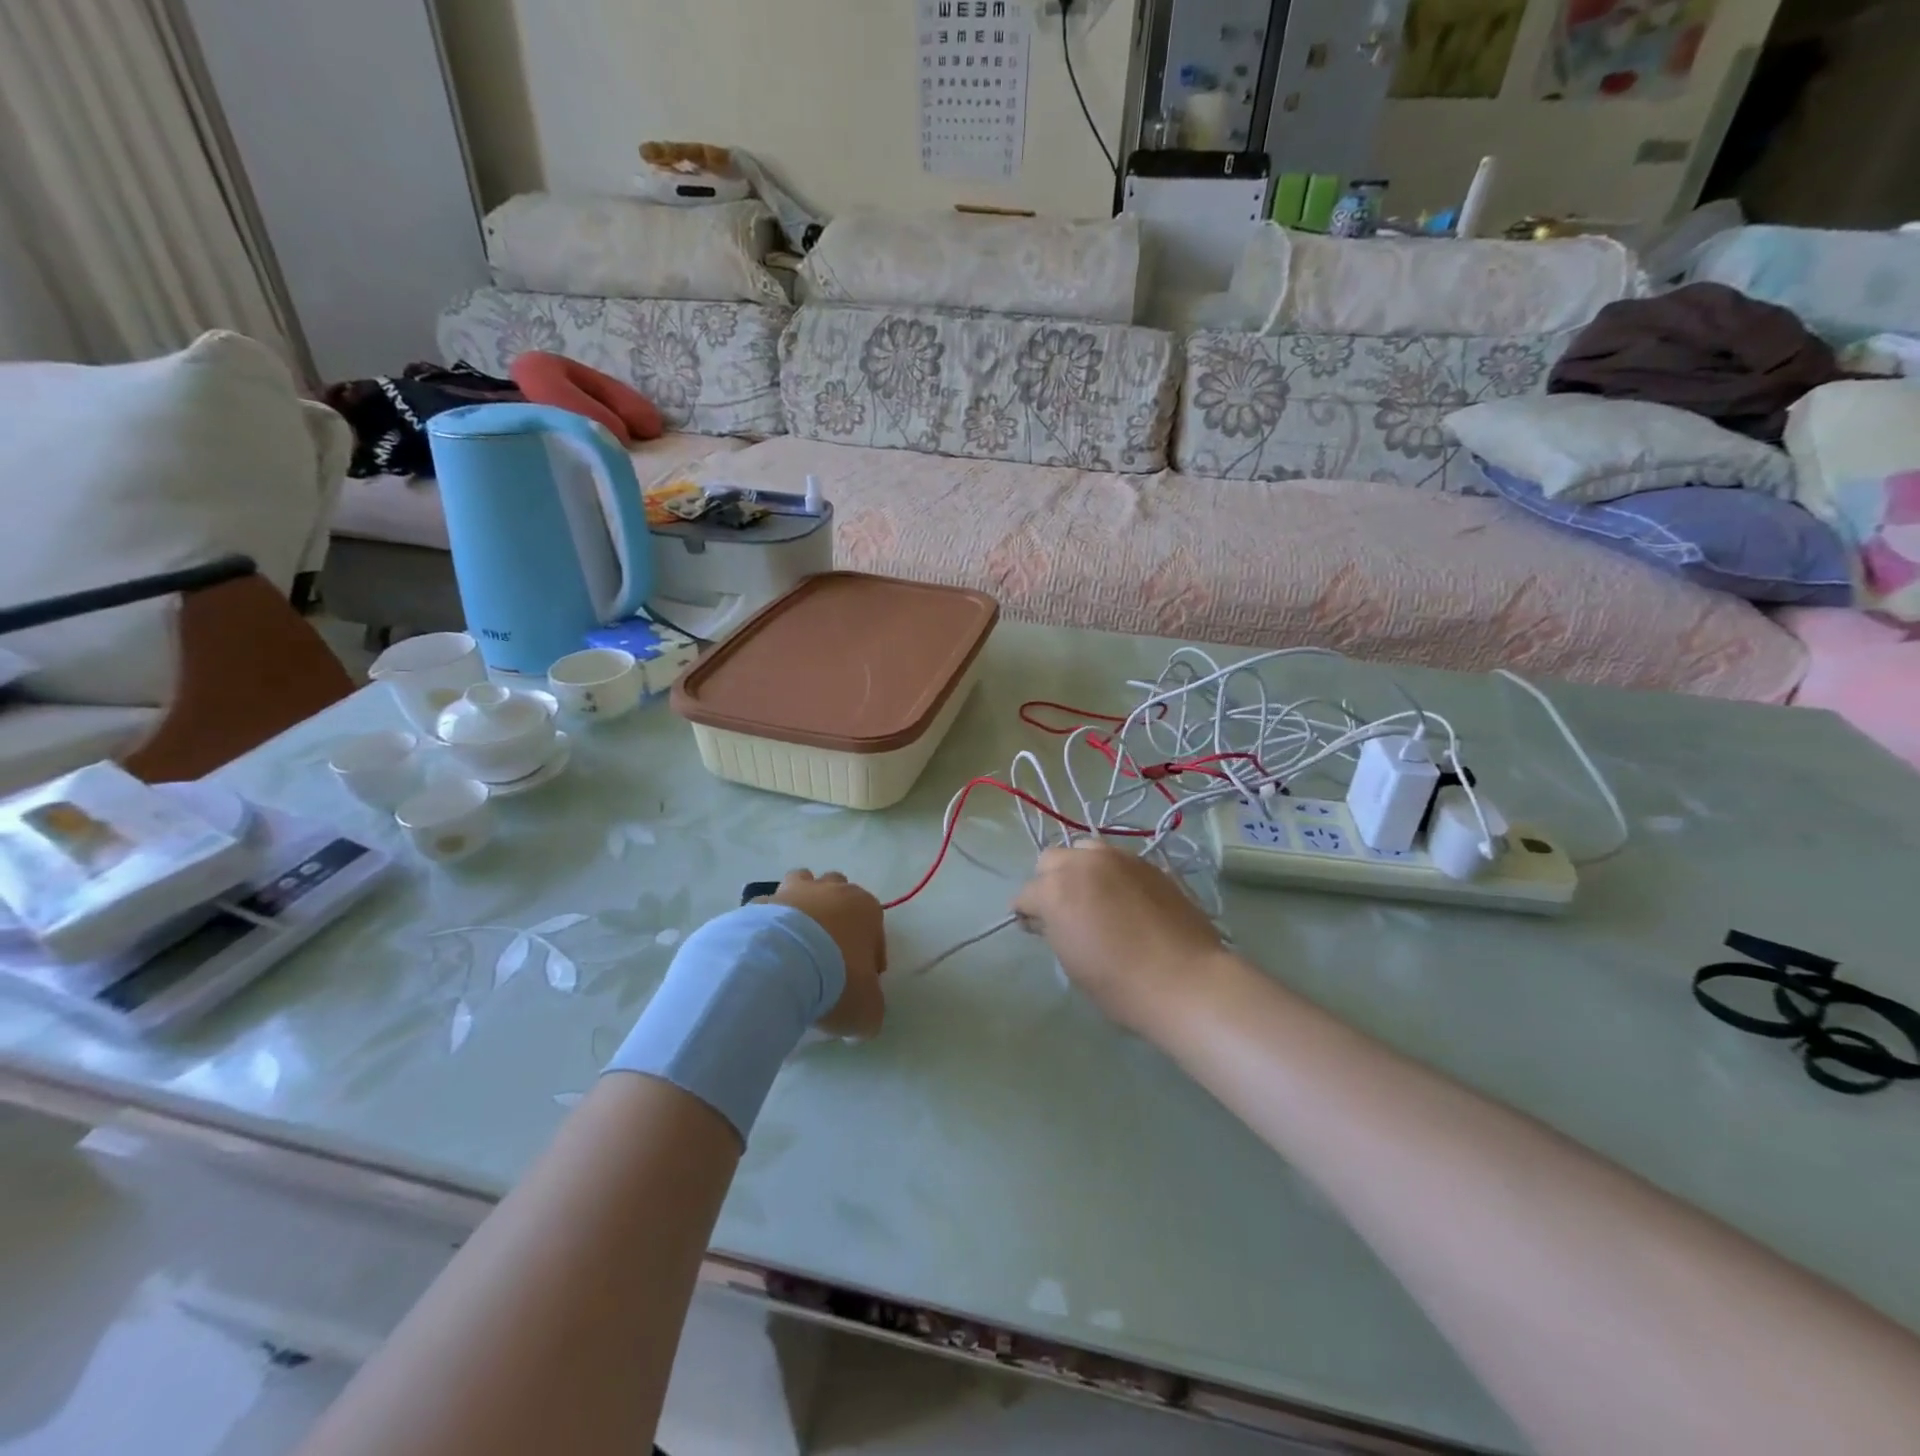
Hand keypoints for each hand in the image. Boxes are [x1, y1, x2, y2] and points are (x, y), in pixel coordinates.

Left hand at [766, 870, 886, 1039]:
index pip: (874, 927)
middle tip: (827, 954)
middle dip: (835, 916)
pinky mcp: (760, 902)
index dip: (869, 955)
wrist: (779, 965)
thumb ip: (870, 1011)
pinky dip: (769, 924)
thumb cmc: (836, 981)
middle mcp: (832, 890)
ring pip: (802, 884)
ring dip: (802, 906)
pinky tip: (765, 952)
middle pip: (838, 893)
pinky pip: (768, 908)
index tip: (859, 982)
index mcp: (865, 909)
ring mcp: (793, 891)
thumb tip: (860, 1020)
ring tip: (794, 943)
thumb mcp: (867, 1011)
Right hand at [1012, 842, 1225, 1033]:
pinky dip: (1110, 873)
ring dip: (1080, 869)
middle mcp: (1083, 863)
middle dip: (1049, 882)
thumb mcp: (1071, 961)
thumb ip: (1052, 929)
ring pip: (1084, 850)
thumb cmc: (1119, 984)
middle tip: (1063, 910)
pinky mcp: (1147, 863)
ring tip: (1093, 896)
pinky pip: (1116, 859)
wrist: (1185, 981)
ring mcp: (1118, 858)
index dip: (1026, 913)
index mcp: (1056, 889)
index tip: (1036, 929)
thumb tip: (1045, 918)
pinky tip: (1123, 899)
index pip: (1025, 894)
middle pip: (1051, 860)